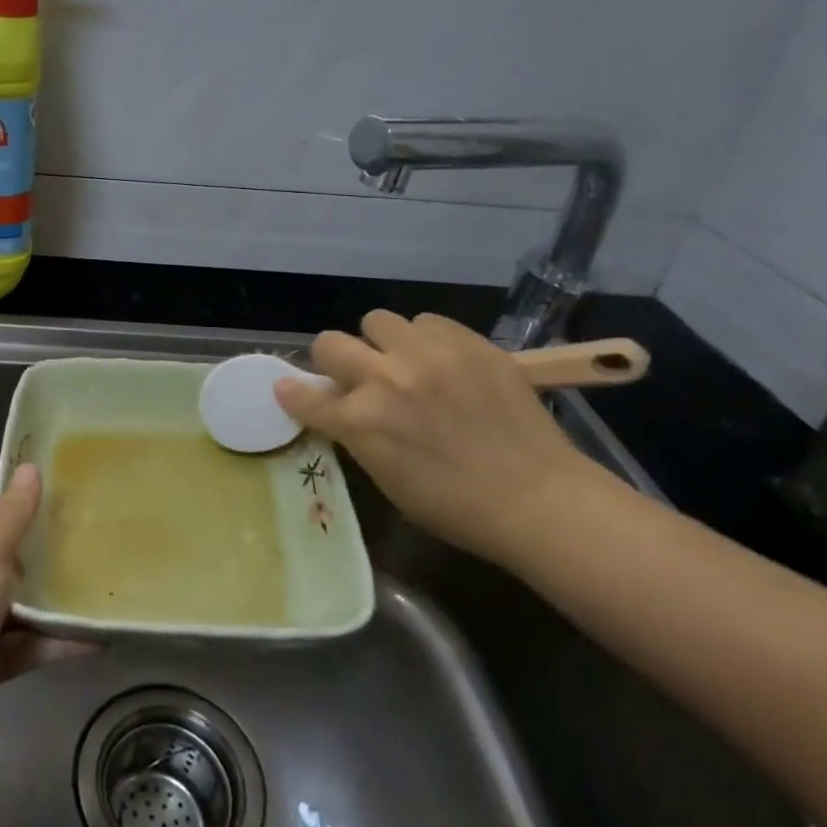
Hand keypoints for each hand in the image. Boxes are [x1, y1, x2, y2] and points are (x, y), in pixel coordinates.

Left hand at [0, 465, 87, 788]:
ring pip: (21, 601)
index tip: (72, 493)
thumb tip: (30, 468)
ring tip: (104, 582)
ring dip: (56, 597)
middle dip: (48, 548)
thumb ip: (12, 513)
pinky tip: (97, 637)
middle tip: (97, 535)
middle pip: (8, 554)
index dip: (26, 499)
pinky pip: (27, 644)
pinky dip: (57, 641)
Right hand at [273, 310, 596, 564]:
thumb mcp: (387, 478)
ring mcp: (427, 354)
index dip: (293, 393)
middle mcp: (385, 379)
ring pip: (378, 320)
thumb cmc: (454, 505)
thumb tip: (337, 407)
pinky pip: (428, 321)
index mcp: (360, 422)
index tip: (289, 388)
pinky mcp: (467, 341)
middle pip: (329, 343)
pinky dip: (427, 339)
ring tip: (406, 362)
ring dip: (383, 342)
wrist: (537, 497)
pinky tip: (444, 362)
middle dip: (335, 360)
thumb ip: (356, 435)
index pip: (304, 396)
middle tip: (358, 375)